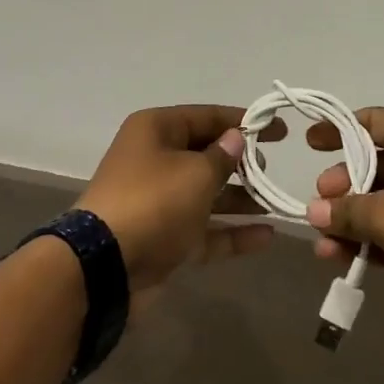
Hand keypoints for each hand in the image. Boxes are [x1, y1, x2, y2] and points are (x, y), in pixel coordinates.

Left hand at [75, 105, 274, 297]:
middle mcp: (156, 160)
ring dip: (241, 198)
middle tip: (270, 170)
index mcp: (157, 130)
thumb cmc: (154, 202)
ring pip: (207, 193)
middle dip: (241, 162)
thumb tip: (236, 139)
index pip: (207, 116)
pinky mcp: (164, 238)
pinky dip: (231, 231)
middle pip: (206, 154)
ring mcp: (159, 201)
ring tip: (276, 201)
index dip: (244, 121)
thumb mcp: (196, 173)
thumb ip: (223, 156)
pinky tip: (267, 236)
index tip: (279, 130)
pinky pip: (204, 229)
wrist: (104, 267)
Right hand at [279, 108, 383, 356]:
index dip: (338, 130)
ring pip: (382, 203)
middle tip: (317, 206)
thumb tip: (313, 211)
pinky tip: (342, 260)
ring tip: (322, 244)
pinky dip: (370, 243)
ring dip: (351, 221)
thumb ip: (347, 210)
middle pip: (374, 163)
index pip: (372, 121)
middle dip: (342, 186)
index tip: (308, 144)